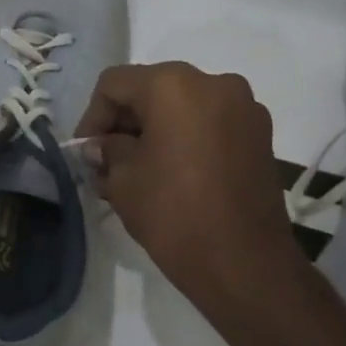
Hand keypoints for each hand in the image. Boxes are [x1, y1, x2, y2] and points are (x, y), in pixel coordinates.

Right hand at [74, 62, 302, 290]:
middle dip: (124, 122)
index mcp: (175, 84)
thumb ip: (107, 151)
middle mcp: (215, 82)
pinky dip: (185, 140)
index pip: (115, 84)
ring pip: (183, 107)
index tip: (85, 153)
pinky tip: (171, 174)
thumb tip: (102, 147)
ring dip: (155, 131)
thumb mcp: (123, 178)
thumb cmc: (173, 212)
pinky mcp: (260, 137)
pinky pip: (209, 125)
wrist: (243, 263)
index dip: (92, 116)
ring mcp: (245, 109)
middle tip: (106, 161)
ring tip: (137, 171)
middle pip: (152, 90)